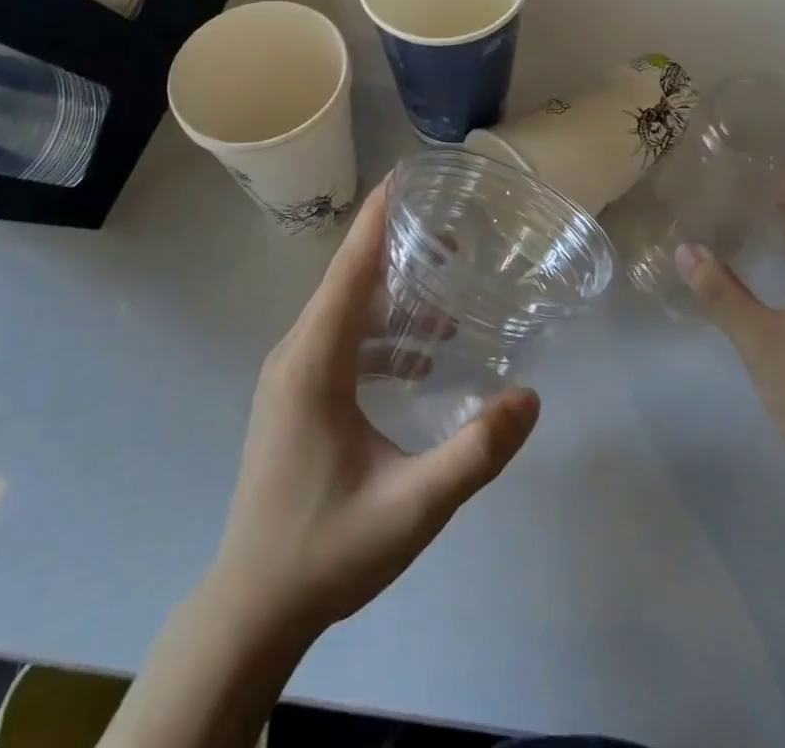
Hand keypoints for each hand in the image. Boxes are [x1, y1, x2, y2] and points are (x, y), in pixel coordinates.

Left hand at [208, 180, 539, 642]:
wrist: (253, 608)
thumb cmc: (328, 551)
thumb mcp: (412, 507)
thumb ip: (475, 453)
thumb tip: (530, 397)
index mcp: (313, 364)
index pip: (348, 271)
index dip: (377, 221)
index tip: (407, 177)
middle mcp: (295, 354)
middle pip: (348, 282)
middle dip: (397, 250)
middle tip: (453, 234)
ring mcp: (291, 374)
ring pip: (345, 311)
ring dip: (393, 296)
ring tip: (449, 291)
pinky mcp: (296, 394)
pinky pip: (341, 341)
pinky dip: (381, 334)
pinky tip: (421, 357)